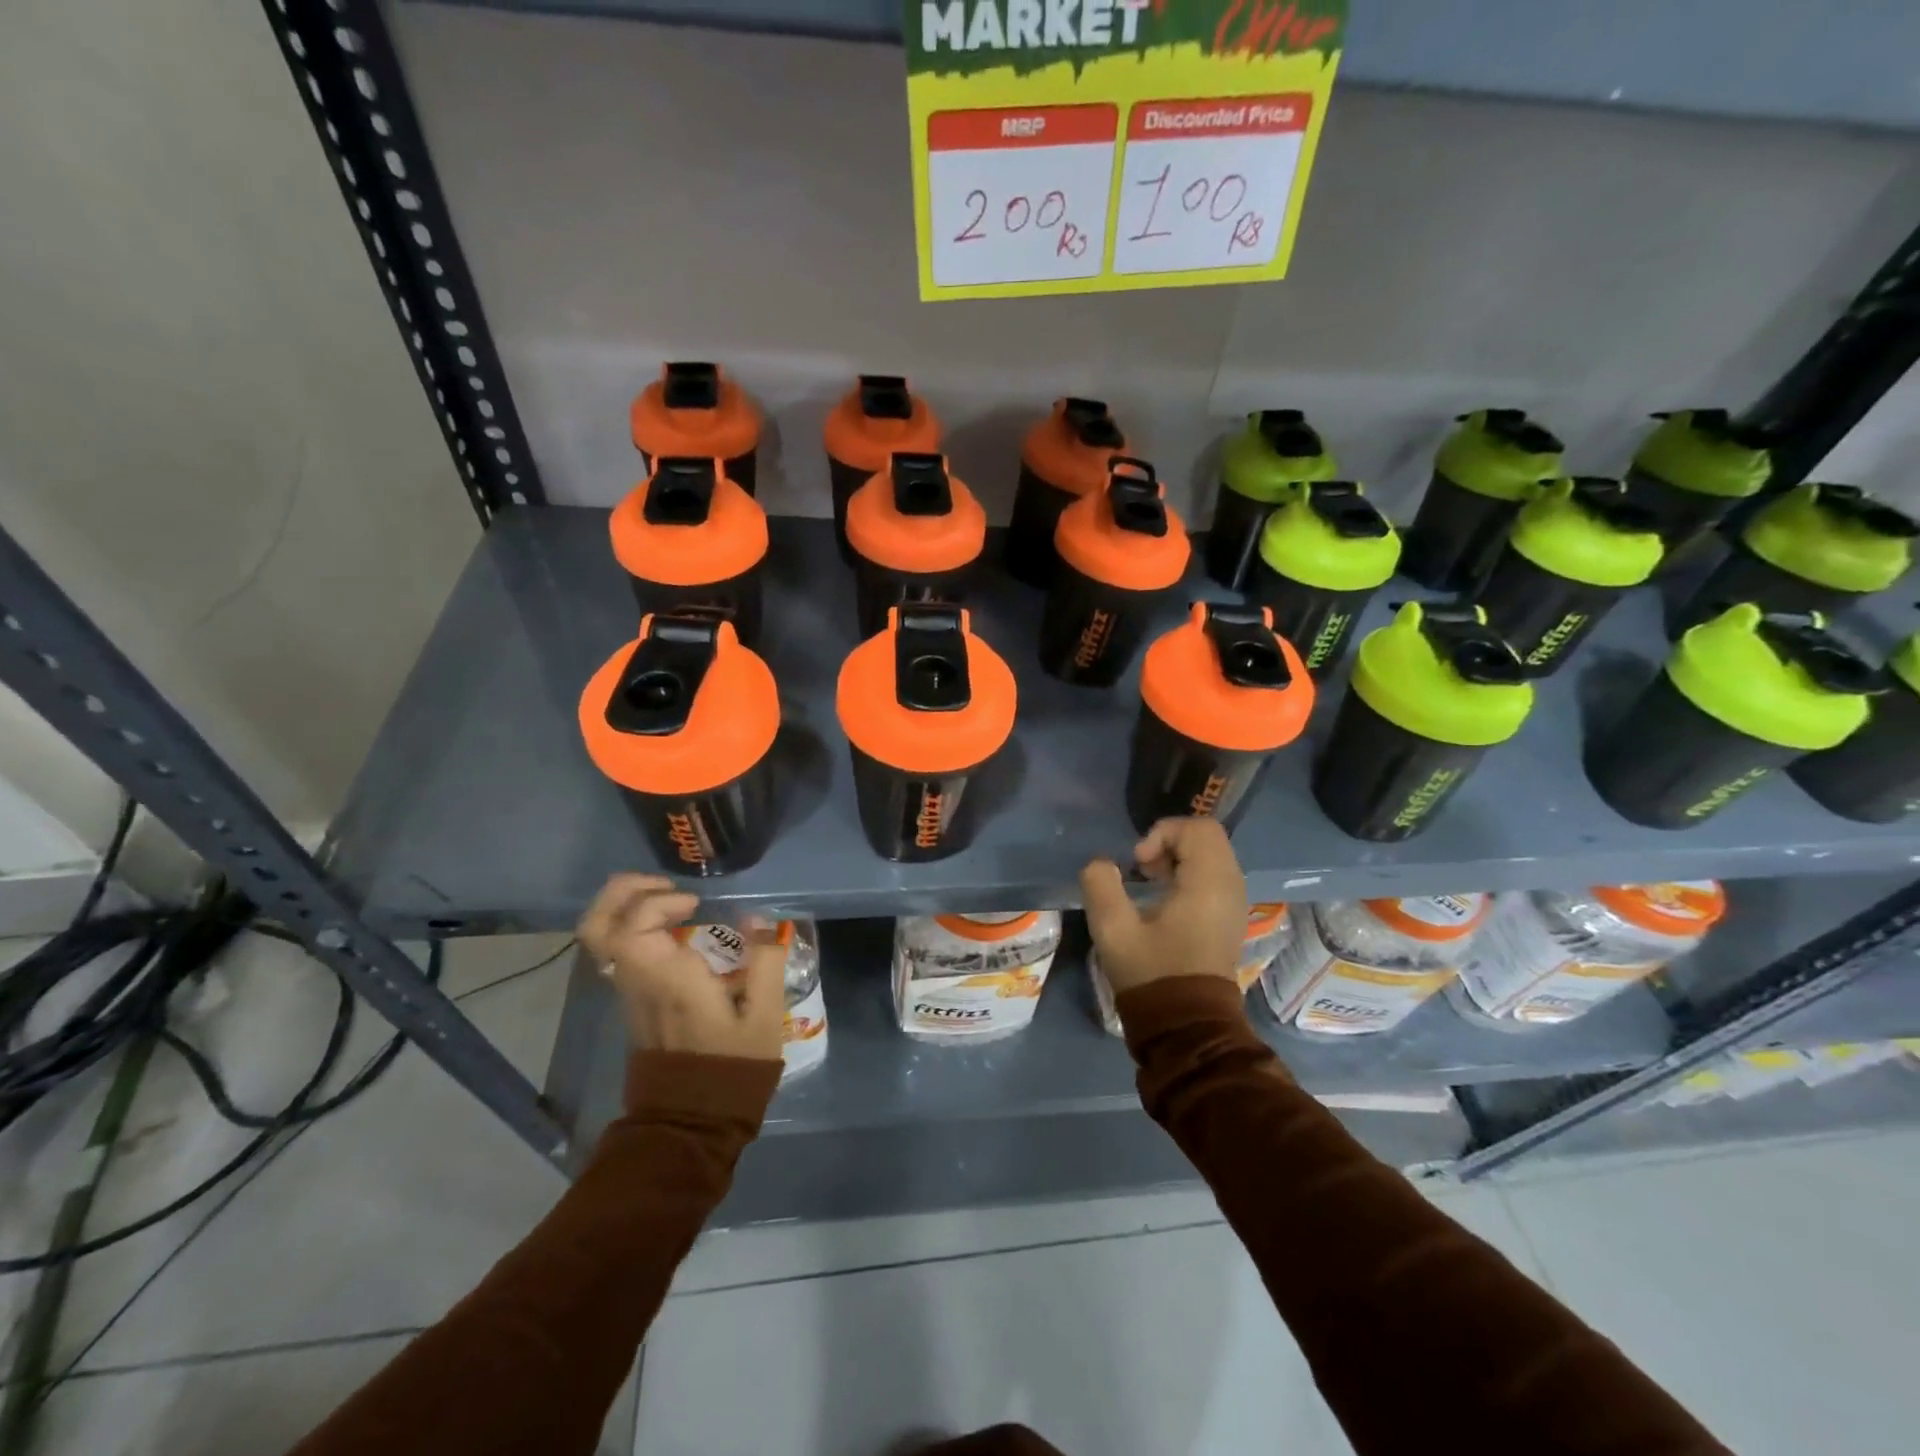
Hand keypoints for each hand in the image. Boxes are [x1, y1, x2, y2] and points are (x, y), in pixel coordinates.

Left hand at [577, 874, 784, 1061]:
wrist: (692, 1121)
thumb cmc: (731, 1067)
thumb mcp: (763, 1016)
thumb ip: (765, 962)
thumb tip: (759, 921)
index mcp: (666, 980)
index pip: (631, 926)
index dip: (656, 901)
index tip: (695, 905)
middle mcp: (636, 981)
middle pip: (598, 926)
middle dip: (623, 892)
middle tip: (663, 885)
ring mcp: (629, 993)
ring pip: (601, 939)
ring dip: (626, 907)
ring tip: (668, 900)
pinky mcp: (633, 1002)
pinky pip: (618, 951)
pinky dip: (635, 926)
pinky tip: (673, 929)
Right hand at [1079, 818, 1247, 996]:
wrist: (1189, 1027)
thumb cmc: (1153, 974)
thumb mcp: (1114, 930)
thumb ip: (1101, 885)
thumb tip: (1101, 865)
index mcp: (1208, 884)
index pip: (1197, 828)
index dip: (1162, 834)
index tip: (1138, 863)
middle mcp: (1231, 886)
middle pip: (1206, 837)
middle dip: (1169, 843)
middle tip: (1143, 870)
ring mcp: (1234, 903)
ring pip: (1210, 856)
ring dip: (1178, 859)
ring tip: (1149, 884)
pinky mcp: (1229, 918)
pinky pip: (1213, 876)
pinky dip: (1189, 875)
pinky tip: (1164, 901)